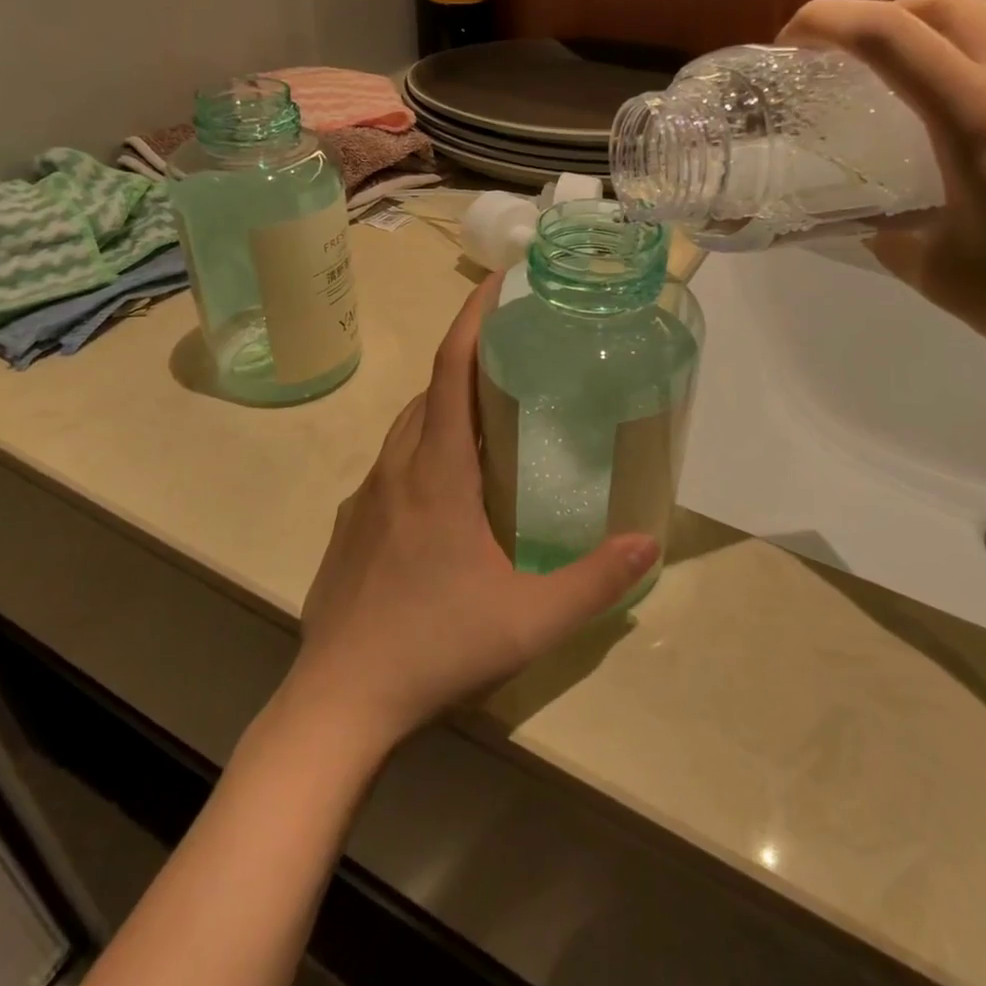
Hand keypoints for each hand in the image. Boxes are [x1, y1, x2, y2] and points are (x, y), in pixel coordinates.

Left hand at [284, 274, 658, 751]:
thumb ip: (594, 582)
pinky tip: (446, 496)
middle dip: (468, 363)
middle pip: (429, 394)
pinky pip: (391, 469)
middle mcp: (395, 470)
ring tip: (489, 422)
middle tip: (515, 361)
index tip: (498, 282)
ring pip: (406, 431)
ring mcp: (365, 500)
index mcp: (436, 472)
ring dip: (444, 410)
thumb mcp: (530, 619)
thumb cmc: (435, 646)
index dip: (473, 319)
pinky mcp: (350, 529)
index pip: (452, 371)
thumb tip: (647, 544)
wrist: (337, 702)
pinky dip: (422, 454)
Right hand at [778, 0, 985, 385]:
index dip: (829, 21)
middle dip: (883, 16)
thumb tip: (870, 222)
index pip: (891, 38)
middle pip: (946, 4)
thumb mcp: (938, 275)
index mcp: (979, 120)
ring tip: (928, 57)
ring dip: (953, 15)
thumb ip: (891, 237)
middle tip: (851, 57)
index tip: (793, 40)